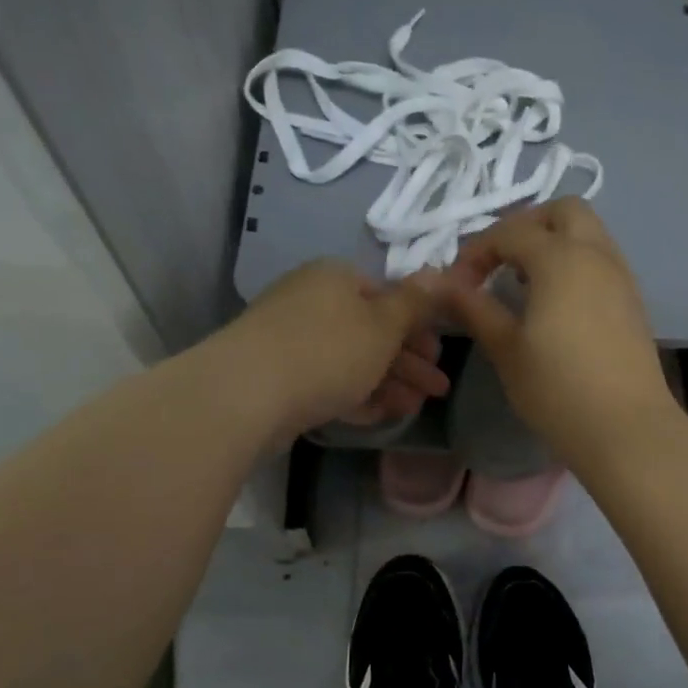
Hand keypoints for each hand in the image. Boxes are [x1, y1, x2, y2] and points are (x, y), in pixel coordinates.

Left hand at [217, 258, 449, 443]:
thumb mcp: (383, 325)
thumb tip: (439, 272)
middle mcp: (312, 301)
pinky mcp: (278, 376)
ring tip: (414, 409)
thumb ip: (414, 303)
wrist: (247, 394)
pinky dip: (356, 395)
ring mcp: (291, 340)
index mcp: (336, 278)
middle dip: (409, 362)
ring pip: (351, 359)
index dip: (419, 325)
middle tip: (438, 390)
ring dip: (388, 383)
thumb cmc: (327, 350)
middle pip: (371, 330)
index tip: (439, 354)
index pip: (387, 295)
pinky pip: (327, 381)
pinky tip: (380, 415)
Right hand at [433, 199, 679, 468]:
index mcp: (560, 258)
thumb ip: (474, 308)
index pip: (511, 231)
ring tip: (524, 283)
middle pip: (563, 211)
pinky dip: (575, 264)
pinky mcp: (633, 301)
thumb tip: (444, 284)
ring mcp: (621, 276)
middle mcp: (596, 254)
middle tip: (499, 262)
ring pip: (588, 233)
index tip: (457, 286)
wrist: (626, 428)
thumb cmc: (557, 389)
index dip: (477, 251)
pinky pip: (601, 260)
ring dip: (553, 243)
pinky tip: (556, 304)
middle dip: (526, 225)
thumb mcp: (506, 349)